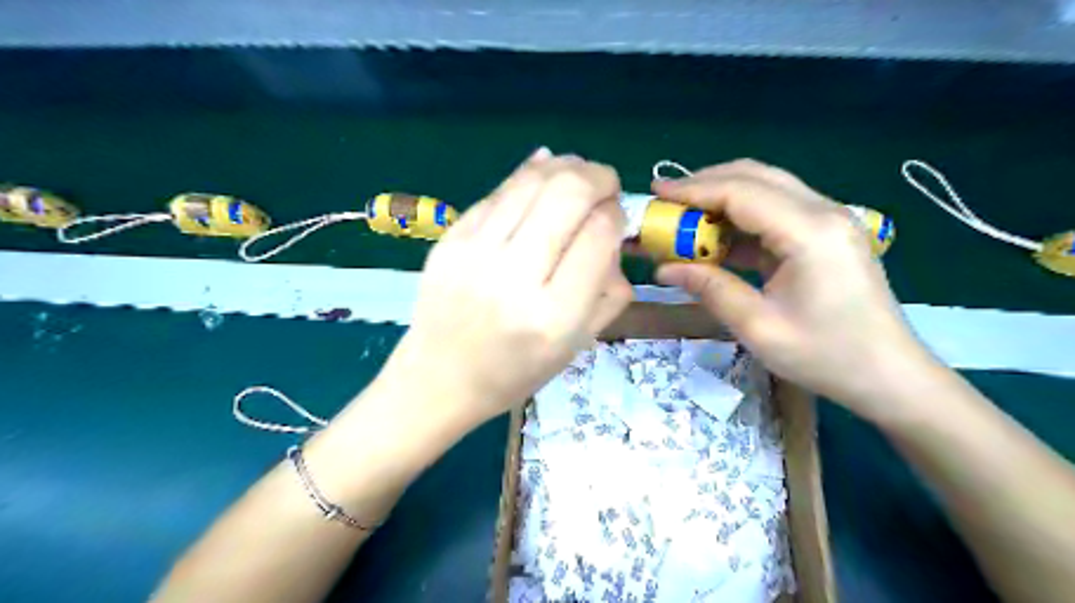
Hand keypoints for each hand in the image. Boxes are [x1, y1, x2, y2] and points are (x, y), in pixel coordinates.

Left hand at [386, 148, 630, 426]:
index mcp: (554, 316)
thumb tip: (614, 229)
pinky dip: (527, 175)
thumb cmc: (516, 371)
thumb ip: (610, 291)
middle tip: (606, 183)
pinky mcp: (449, 240)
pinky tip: (542, 174)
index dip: (616, 214)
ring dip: (565, 166)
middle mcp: (514, 278)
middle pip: (568, 193)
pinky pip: (498, 192)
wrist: (440, 379)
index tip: (616, 216)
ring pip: (531, 181)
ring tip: (578, 171)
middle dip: (598, 176)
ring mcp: (475, 253)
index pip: (599, 235)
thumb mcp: (578, 345)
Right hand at [651, 161, 938, 419]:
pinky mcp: (827, 235)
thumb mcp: (758, 327)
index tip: (656, 194)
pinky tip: (717, 237)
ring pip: (767, 188)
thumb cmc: (826, 356)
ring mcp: (830, 220)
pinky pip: (776, 212)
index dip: (694, 189)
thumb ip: (710, 289)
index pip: (741, 192)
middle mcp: (823, 212)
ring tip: (685, 217)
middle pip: (756, 177)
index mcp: (810, 232)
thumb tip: (663, 269)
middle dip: (706, 184)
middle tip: (667, 202)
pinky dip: (741, 218)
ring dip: (723, 198)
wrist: (890, 376)